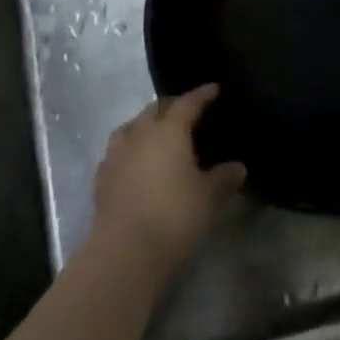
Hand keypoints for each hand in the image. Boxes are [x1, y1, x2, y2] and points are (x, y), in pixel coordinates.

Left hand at [91, 85, 245, 273]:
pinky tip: (136, 163)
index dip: (202, 94)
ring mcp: (116, 154)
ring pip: (131, 126)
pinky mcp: (101, 177)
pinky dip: (130, 150)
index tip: (214, 89)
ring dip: (146, 125)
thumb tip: (238, 167)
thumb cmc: (174, 215)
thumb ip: (224, 178)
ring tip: (158, 134)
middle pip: (156, 109)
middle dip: (172, 106)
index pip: (188, 103)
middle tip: (188, 113)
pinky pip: (117, 151)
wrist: (125, 251)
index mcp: (169, 130)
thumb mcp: (209, 198)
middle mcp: (140, 133)